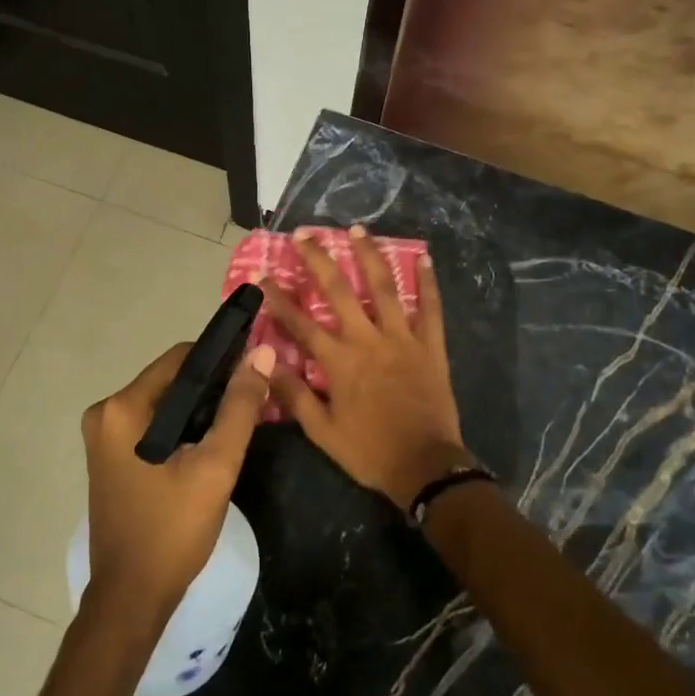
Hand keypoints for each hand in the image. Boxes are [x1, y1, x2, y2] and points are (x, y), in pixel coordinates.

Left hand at [79, 339, 275, 624]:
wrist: (132, 598)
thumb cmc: (173, 530)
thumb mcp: (216, 466)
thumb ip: (239, 407)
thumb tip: (260, 353)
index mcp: (122, 408)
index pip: (182, 358)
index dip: (223, 359)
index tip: (256, 370)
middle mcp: (105, 413)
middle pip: (172, 379)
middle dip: (213, 387)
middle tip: (253, 402)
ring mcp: (104, 437)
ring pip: (165, 403)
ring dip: (200, 408)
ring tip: (237, 422)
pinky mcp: (111, 457)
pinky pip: (153, 424)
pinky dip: (182, 427)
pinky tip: (209, 444)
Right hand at [264, 226, 466, 509]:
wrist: (425, 466)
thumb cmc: (369, 451)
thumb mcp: (321, 431)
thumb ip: (293, 394)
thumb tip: (264, 362)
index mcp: (339, 361)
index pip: (300, 322)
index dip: (279, 298)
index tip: (263, 275)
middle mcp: (368, 340)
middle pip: (338, 291)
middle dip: (319, 259)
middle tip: (304, 234)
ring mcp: (402, 338)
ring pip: (384, 288)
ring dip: (370, 255)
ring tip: (358, 229)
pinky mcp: (430, 345)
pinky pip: (431, 308)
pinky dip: (428, 282)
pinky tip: (423, 257)